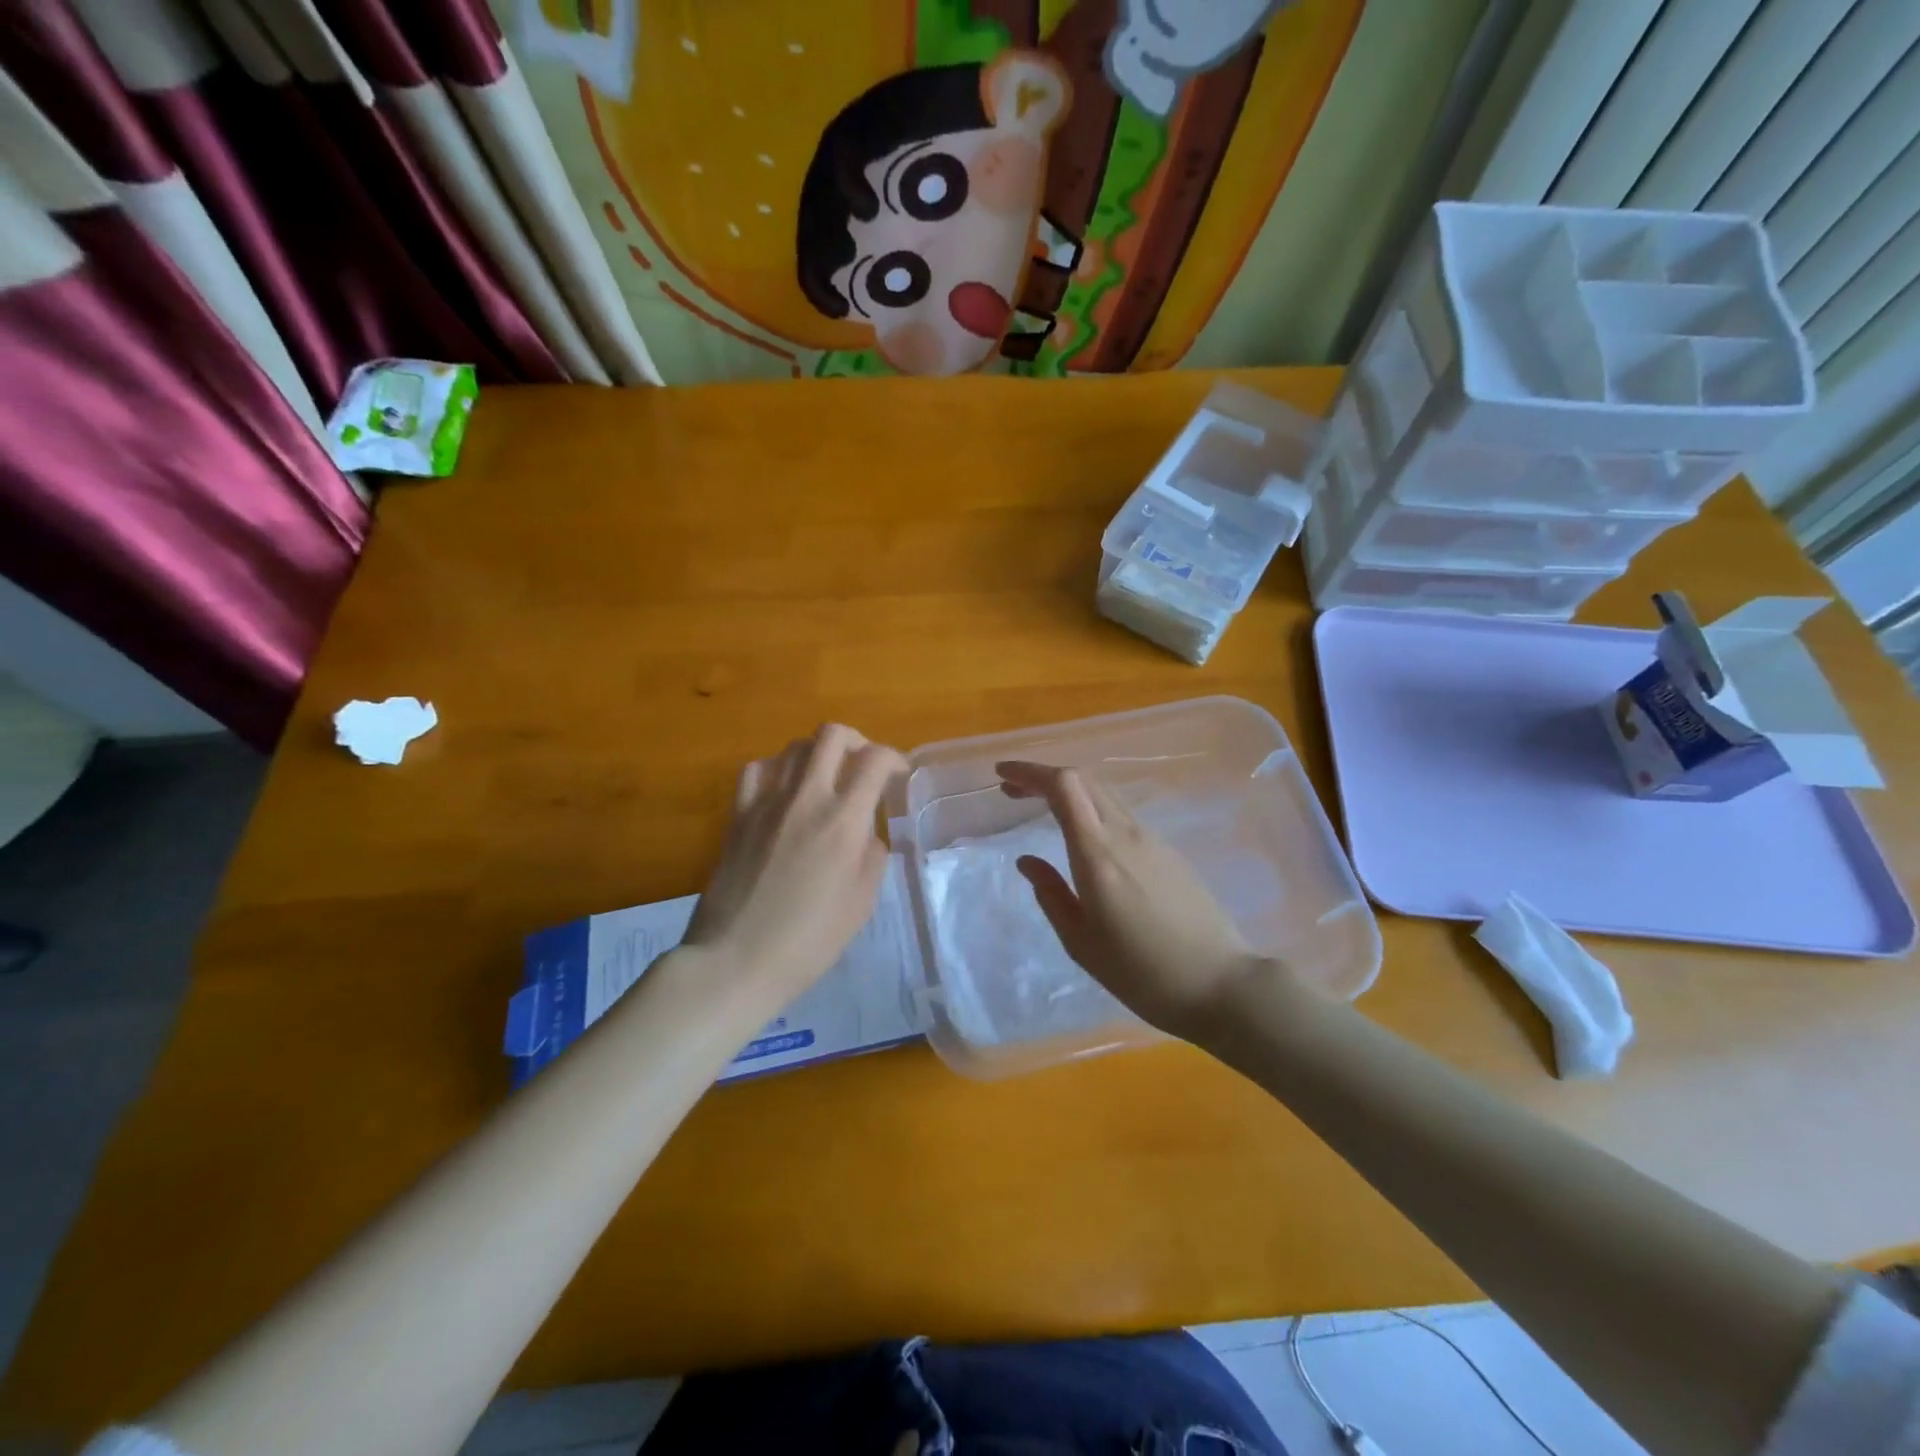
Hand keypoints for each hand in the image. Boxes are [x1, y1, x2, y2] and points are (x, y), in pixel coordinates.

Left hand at [684, 725, 906, 1007]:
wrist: (736, 959)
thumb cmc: (809, 940)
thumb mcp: (862, 902)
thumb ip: (872, 853)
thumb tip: (865, 829)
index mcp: (843, 821)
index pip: (875, 760)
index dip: (894, 759)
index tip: (899, 775)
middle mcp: (805, 798)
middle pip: (832, 735)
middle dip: (857, 741)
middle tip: (864, 768)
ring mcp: (766, 802)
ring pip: (794, 746)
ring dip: (818, 754)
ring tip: (826, 780)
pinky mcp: (738, 814)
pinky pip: (758, 769)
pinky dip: (778, 769)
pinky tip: (784, 792)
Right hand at [996, 761, 1285, 1041]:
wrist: (1222, 984)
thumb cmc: (1143, 973)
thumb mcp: (1082, 943)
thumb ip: (1051, 895)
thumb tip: (1027, 861)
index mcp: (1099, 854)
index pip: (1064, 787)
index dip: (1030, 772)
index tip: (1001, 775)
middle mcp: (1126, 834)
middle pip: (1083, 780)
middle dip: (1043, 777)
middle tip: (1012, 793)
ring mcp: (1153, 840)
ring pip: (1103, 795)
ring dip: (1068, 792)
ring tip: (1039, 809)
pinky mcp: (1169, 852)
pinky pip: (1121, 815)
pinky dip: (1091, 809)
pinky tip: (1082, 836)